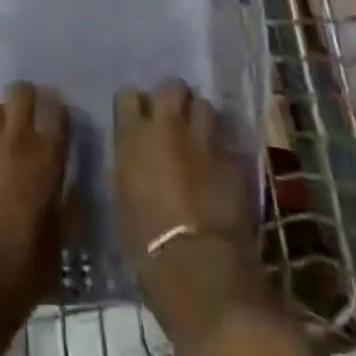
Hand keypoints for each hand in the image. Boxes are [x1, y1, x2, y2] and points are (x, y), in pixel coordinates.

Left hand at [0, 81, 68, 321]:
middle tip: (28, 114)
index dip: (59, 112)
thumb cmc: (22, 272)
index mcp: (46, 159)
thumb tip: (63, 194)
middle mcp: (14, 143)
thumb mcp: (56, 245)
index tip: (60, 119)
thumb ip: (61, 210)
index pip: (58, 113)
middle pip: (20, 93)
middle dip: (26, 97)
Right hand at [113, 82, 267, 332]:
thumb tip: (135, 154)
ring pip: (204, 106)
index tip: (136, 121)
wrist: (199, 268)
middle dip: (173, 100)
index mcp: (134, 135)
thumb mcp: (122, 197)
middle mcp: (168, 126)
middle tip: (172, 121)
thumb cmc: (146, 244)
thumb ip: (130, 163)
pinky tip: (218, 165)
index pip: (128, 96)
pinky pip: (225, 139)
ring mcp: (203, 140)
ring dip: (200, 118)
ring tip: (198, 138)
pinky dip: (220, 147)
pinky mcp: (233, 159)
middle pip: (172, 87)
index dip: (134, 107)